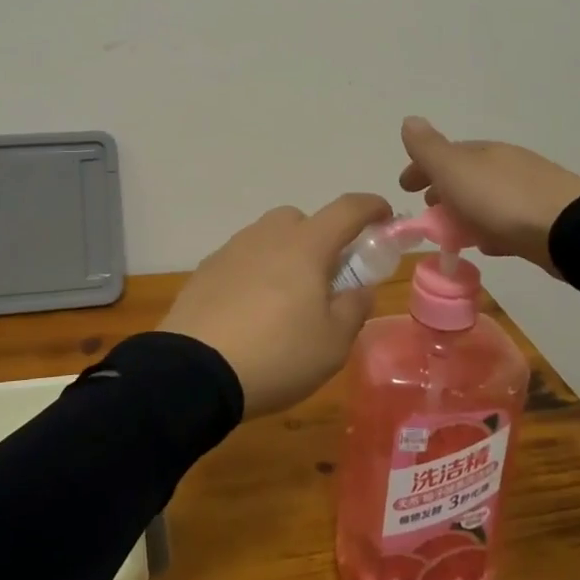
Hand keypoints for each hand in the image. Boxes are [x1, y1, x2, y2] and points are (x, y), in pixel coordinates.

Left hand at [159, 193, 391, 417]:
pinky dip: (255, 272)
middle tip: (327, 277)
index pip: (347, 209)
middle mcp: (267, 236)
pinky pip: (242, 259)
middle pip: (301, 220)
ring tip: (286, 300)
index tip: (385, 217)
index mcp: (306, 246)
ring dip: (285, 255)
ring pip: (268, 238)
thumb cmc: (277, 355)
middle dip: (321, 238)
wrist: (194, 372)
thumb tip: (359, 289)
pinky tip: (252, 310)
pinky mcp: (205, 270)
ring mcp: (232, 250)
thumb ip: (354, 308)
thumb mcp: (333, 343)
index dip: (371, 207)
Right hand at [398, 117, 579, 276]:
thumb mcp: (454, 170)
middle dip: (444, 190)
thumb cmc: (501, 199)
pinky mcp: (544, 219)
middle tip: (428, 210)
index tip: (405, 188)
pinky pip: (506, 220)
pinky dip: (489, 228)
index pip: (444, 153)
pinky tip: (487, 245)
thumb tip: (409, 120)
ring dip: (466, 211)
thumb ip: (428, 148)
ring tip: (453, 233)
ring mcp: (529, 191)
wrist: (569, 230)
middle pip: (466, 175)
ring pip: (486, 198)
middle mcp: (507, 165)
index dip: (421, 168)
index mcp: (483, 151)